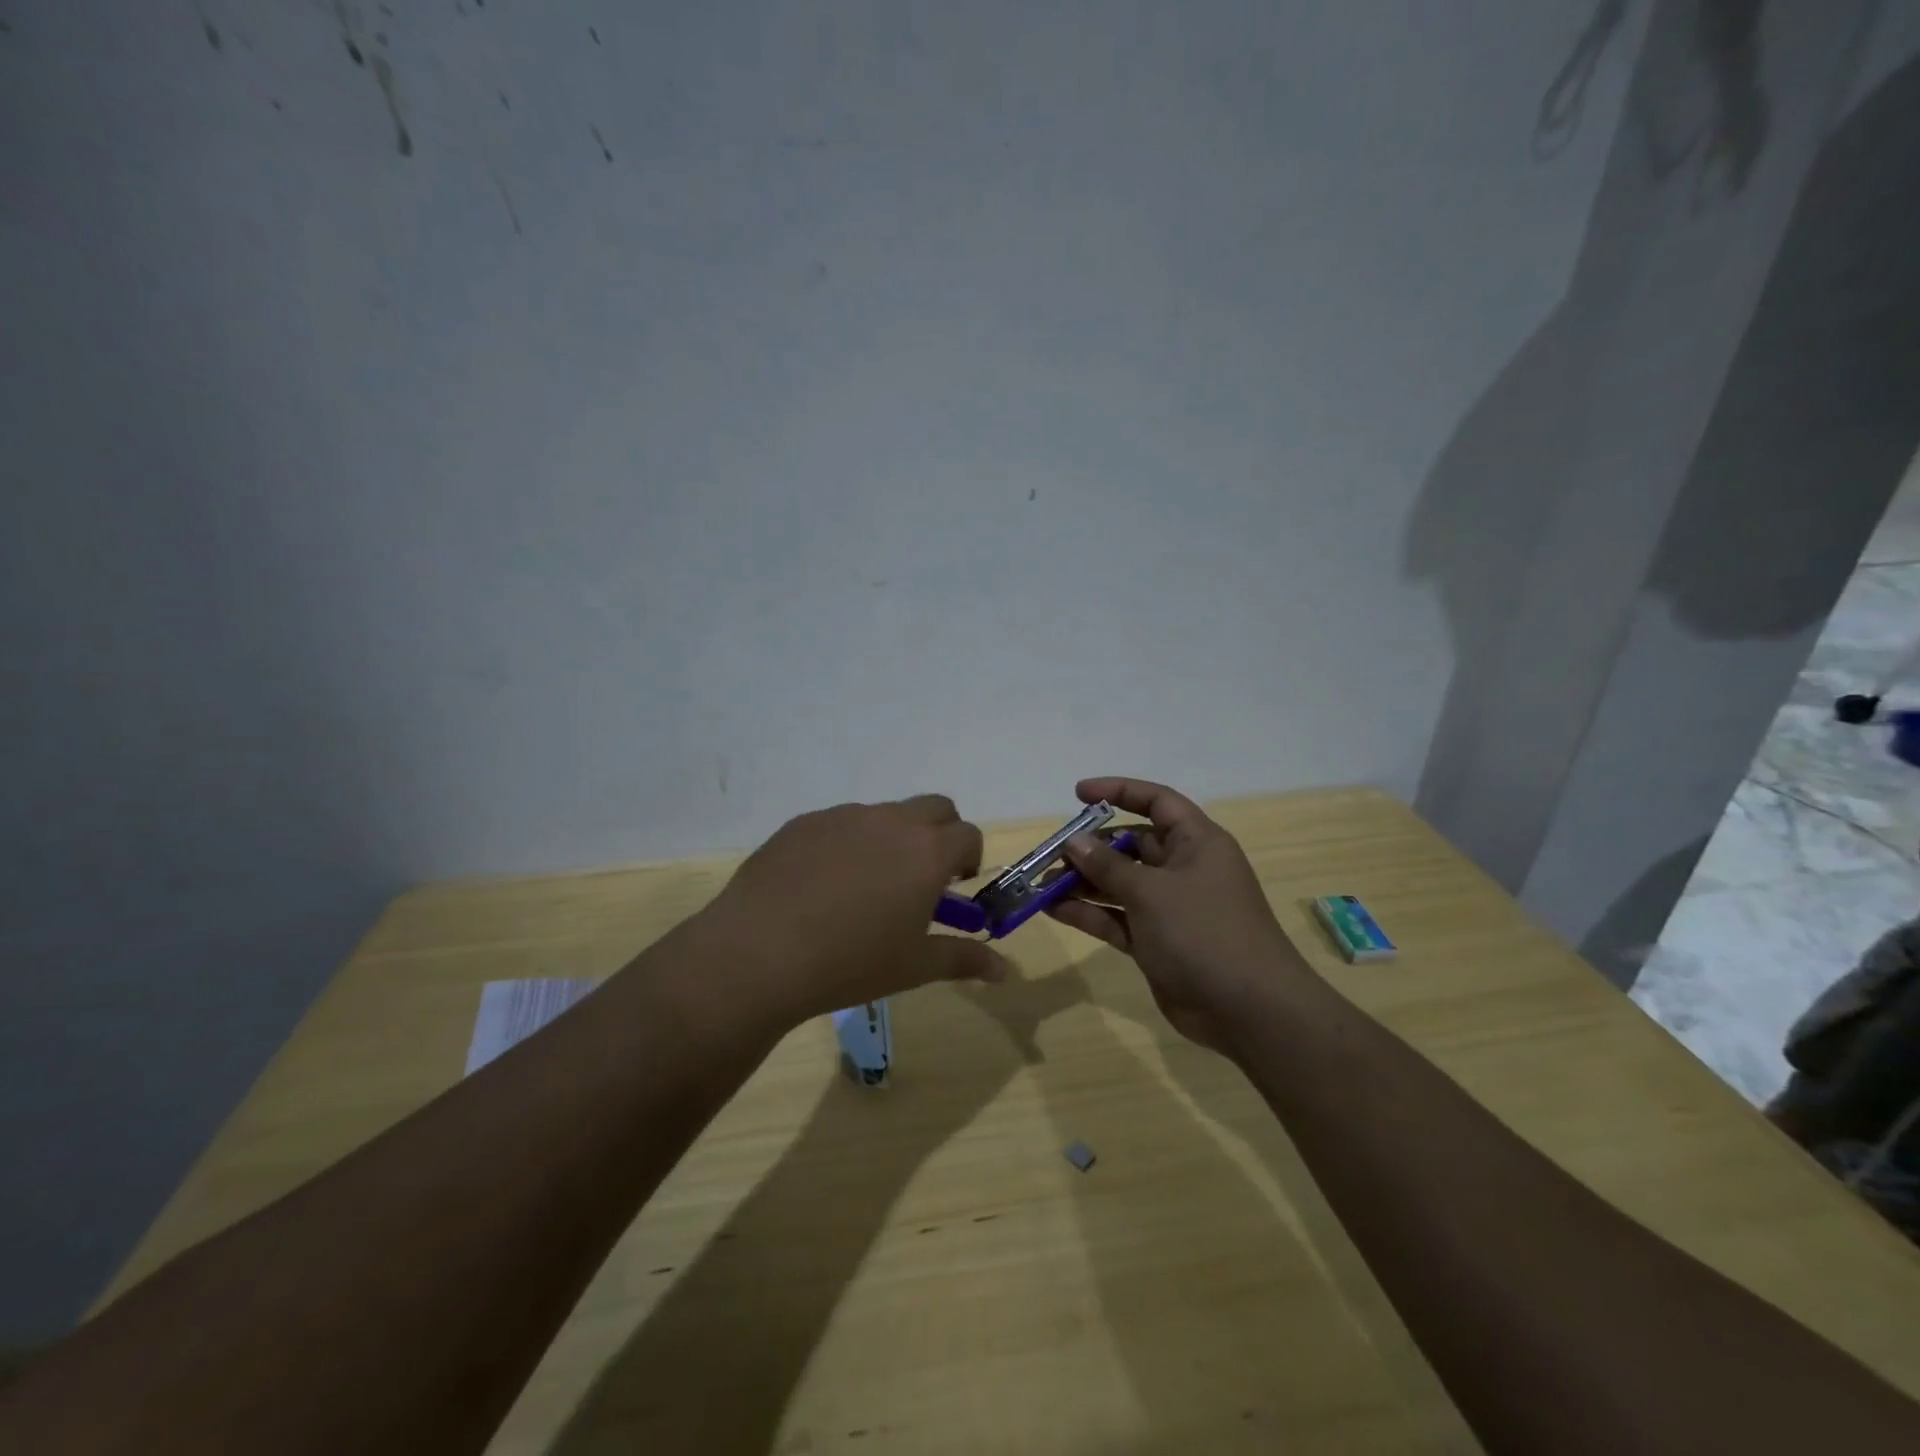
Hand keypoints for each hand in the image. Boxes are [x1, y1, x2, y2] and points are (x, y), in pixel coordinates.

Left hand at [703, 795, 1001, 1028]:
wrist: (759, 954)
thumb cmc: (851, 963)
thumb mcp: (915, 967)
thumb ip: (964, 959)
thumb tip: (1004, 971)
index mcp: (927, 851)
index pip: (968, 835)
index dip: (969, 859)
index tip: (955, 887)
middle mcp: (891, 821)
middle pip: (935, 807)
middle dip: (940, 833)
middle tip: (922, 876)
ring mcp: (844, 816)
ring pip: (885, 814)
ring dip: (892, 838)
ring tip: (865, 887)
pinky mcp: (804, 822)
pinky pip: (840, 824)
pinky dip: (848, 844)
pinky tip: (822, 885)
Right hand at [1047, 777, 1304, 1054]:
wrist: (1249, 1011)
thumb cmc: (1204, 933)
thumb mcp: (1152, 892)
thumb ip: (1108, 865)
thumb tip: (1074, 841)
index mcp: (1196, 843)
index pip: (1156, 802)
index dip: (1119, 791)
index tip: (1077, 794)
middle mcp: (1184, 869)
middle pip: (1131, 845)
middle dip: (1091, 846)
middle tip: (1050, 853)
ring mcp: (1170, 907)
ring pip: (1120, 883)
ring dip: (1083, 882)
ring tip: (1042, 883)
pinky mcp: (1157, 941)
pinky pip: (1117, 918)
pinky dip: (1089, 913)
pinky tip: (1054, 909)